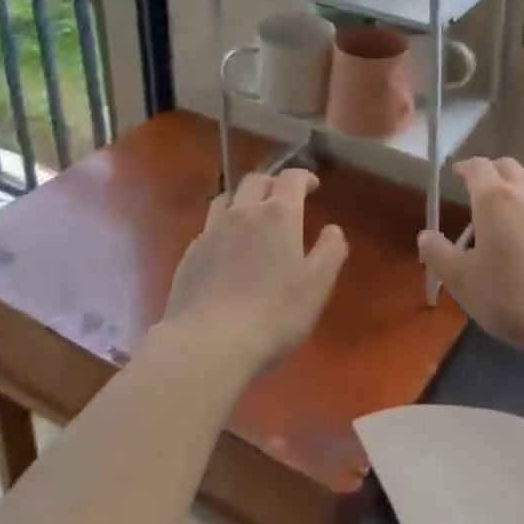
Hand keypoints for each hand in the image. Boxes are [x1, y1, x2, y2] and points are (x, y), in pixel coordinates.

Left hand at [163, 169, 347, 371]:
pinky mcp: (190, 254)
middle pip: (256, 181)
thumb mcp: (317, 286)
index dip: (304, 177)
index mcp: (278, 215)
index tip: (313, 186)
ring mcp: (212, 231)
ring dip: (243, 200)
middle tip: (283, 199)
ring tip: (251, 217)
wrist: (207, 345)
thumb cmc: (273, 314)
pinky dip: (223, 228)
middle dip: (273, 184)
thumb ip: (330, 251)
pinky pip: (209, 227)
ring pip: (227, 199)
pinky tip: (226, 252)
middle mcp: (243, 212)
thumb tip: (333, 229)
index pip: (291, 178)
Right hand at [418, 158, 523, 356]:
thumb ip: (438, 254)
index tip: (457, 173)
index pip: (478, 166)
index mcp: (494, 198)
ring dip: (516, 185)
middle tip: (479, 190)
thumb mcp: (462, 281)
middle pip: (507, 166)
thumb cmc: (510, 295)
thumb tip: (425, 235)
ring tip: (507, 209)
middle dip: (490, 172)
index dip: (465, 167)